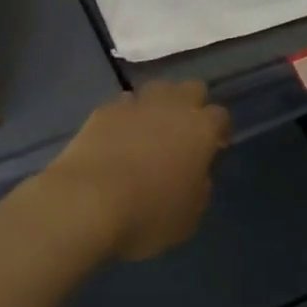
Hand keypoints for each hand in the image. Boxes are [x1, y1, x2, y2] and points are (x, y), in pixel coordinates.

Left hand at [41, 81, 230, 261]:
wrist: (86, 201)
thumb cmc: (146, 214)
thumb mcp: (187, 218)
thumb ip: (199, 189)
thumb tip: (196, 174)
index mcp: (200, 129)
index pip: (220, 116)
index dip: (220, 130)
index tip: (216, 146)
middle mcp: (173, 106)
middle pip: (192, 88)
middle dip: (193, 105)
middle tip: (185, 132)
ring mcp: (137, 103)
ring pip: (158, 89)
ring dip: (159, 105)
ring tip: (151, 131)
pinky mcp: (106, 108)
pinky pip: (125, 104)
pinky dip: (127, 117)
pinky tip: (119, 137)